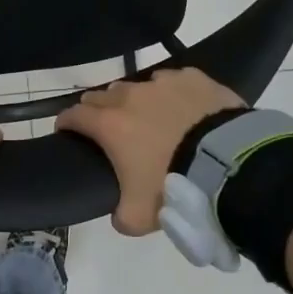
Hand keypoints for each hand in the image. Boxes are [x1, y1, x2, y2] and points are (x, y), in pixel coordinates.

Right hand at [56, 68, 244, 234]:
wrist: (227, 163)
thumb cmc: (174, 186)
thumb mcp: (138, 216)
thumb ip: (120, 216)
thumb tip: (119, 216)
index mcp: (109, 125)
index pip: (73, 115)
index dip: (66, 123)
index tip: (66, 131)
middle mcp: (130, 97)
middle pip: (101, 96)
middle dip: (97, 109)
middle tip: (107, 128)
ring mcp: (162, 83)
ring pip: (137, 86)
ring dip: (136, 100)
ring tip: (149, 118)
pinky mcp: (192, 77)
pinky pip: (173, 80)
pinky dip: (171, 93)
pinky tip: (182, 107)